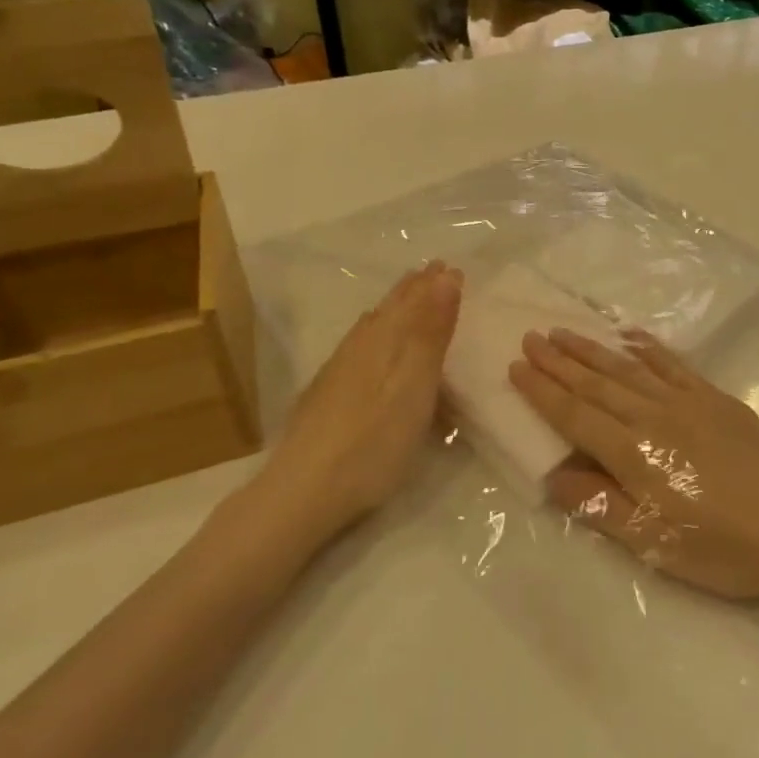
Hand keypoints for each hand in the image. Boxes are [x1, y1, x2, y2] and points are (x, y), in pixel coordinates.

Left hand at [254, 262, 462, 541]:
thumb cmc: (374, 441)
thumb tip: (446, 277)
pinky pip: (360, 340)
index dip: (435, 285)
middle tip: (435, 270)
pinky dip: (375, 327)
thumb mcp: (415, 386)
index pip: (415, 300)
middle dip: (416, 288)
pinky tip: (371, 336)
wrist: (304, 490)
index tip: (454, 267)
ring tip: (409, 292)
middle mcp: (361, 344)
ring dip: (396, 304)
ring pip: (374, 322)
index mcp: (386, 339)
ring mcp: (340, 367)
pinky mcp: (328, 390)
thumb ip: (431, 332)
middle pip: (392, 307)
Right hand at [509, 328, 758, 599]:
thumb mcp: (654, 542)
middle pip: (596, 383)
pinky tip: (633, 336)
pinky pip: (672, 364)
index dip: (542, 391)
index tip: (516, 366)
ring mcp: (686, 401)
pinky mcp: (715, 397)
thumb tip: (553, 475)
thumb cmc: (725, 545)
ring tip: (565, 331)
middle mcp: (652, 416)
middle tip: (531, 336)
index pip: (574, 414)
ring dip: (593, 349)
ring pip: (628, 367)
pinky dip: (648, 347)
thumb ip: (600, 504)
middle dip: (560, 361)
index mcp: (633, 452)